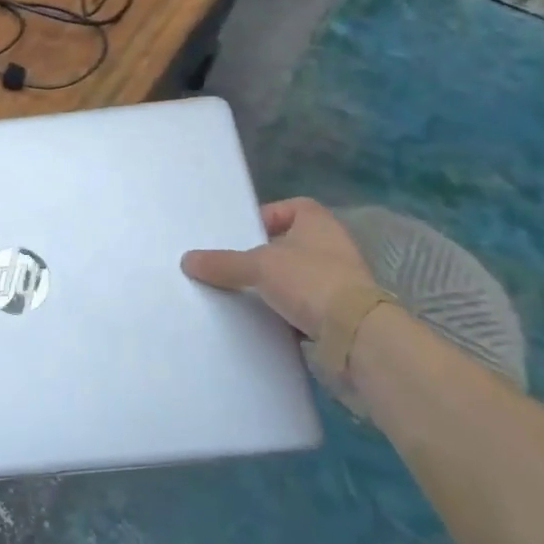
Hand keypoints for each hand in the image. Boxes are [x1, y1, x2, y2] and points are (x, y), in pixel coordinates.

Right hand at [181, 198, 375, 341]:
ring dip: (276, 285)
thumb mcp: (258, 266)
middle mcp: (333, 246)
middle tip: (237, 265)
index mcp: (319, 223)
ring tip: (246, 294)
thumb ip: (223, 263)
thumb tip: (187, 260)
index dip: (268, 216)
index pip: (293, 207)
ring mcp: (341, 281)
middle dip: (265, 255)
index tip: (245, 235)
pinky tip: (266, 319)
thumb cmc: (310, 281)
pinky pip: (306, 305)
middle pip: (291, 244)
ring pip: (298, 276)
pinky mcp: (341, 313)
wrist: (357, 336)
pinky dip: (288, 310)